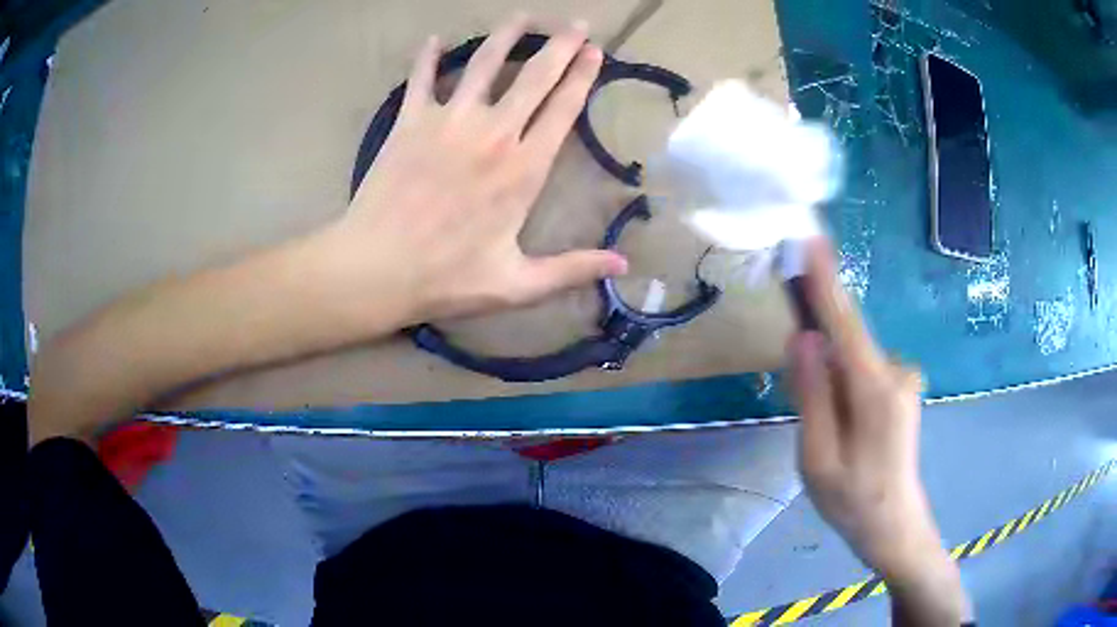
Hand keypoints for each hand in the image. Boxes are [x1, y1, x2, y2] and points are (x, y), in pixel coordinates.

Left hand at [318, 15, 626, 328]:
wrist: (375, 269)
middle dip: (560, 45)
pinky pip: (422, 79)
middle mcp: (492, 134)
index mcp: (523, 170)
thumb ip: (572, 269)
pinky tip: (435, 40)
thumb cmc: (446, 279)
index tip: (596, 51)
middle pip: (534, 76)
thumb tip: (623, 266)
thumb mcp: (517, 284)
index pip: (563, 110)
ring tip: (523, 16)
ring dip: (506, 36)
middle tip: (576, 23)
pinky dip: (428, 58)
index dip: (582, 76)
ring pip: (485, 64)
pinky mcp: (409, 123)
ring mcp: (448, 122)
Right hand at [787, 239, 970, 624]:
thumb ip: (812, 396)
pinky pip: (861, 371)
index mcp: (876, 391)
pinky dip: (843, 390)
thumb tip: (803, 338)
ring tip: (830, 440)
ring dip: (830, 387)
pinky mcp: (901, 384)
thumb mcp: (817, 459)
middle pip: (844, 344)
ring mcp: (903, 376)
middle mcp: (896, 371)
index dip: (825, 281)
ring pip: (850, 362)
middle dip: (818, 365)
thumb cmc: (853, 500)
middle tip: (813, 424)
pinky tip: (846, 432)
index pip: (845, 324)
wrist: (894, 524)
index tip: (810, 240)